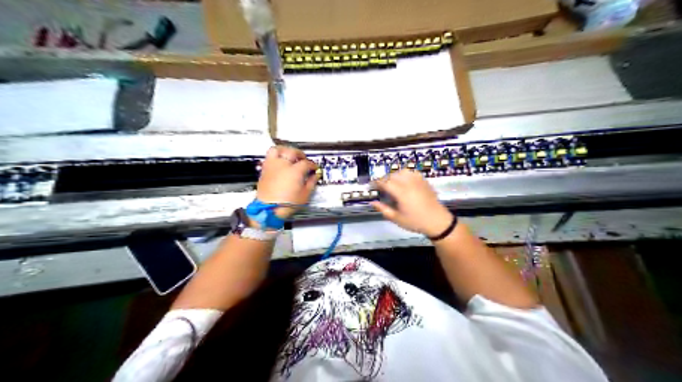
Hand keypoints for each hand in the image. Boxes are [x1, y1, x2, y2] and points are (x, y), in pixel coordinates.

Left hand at [256, 145, 319, 217]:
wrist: (268, 210)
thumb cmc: (286, 204)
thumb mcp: (304, 195)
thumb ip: (311, 183)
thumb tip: (315, 176)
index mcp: (295, 171)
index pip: (306, 163)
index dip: (312, 165)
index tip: (314, 168)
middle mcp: (283, 165)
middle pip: (292, 152)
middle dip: (300, 154)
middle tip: (303, 159)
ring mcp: (272, 166)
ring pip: (277, 150)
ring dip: (285, 150)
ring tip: (289, 154)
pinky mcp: (264, 170)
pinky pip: (269, 157)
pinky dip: (275, 156)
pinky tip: (279, 162)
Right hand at [373, 169, 451, 237]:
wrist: (437, 221)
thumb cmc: (416, 222)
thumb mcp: (397, 219)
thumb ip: (383, 209)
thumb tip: (373, 202)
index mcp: (401, 193)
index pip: (385, 182)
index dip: (376, 183)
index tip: (371, 186)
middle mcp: (409, 183)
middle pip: (392, 175)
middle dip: (384, 180)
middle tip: (380, 187)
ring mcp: (418, 181)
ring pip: (402, 172)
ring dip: (394, 176)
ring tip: (392, 184)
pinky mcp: (424, 181)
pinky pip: (412, 173)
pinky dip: (405, 175)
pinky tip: (404, 182)